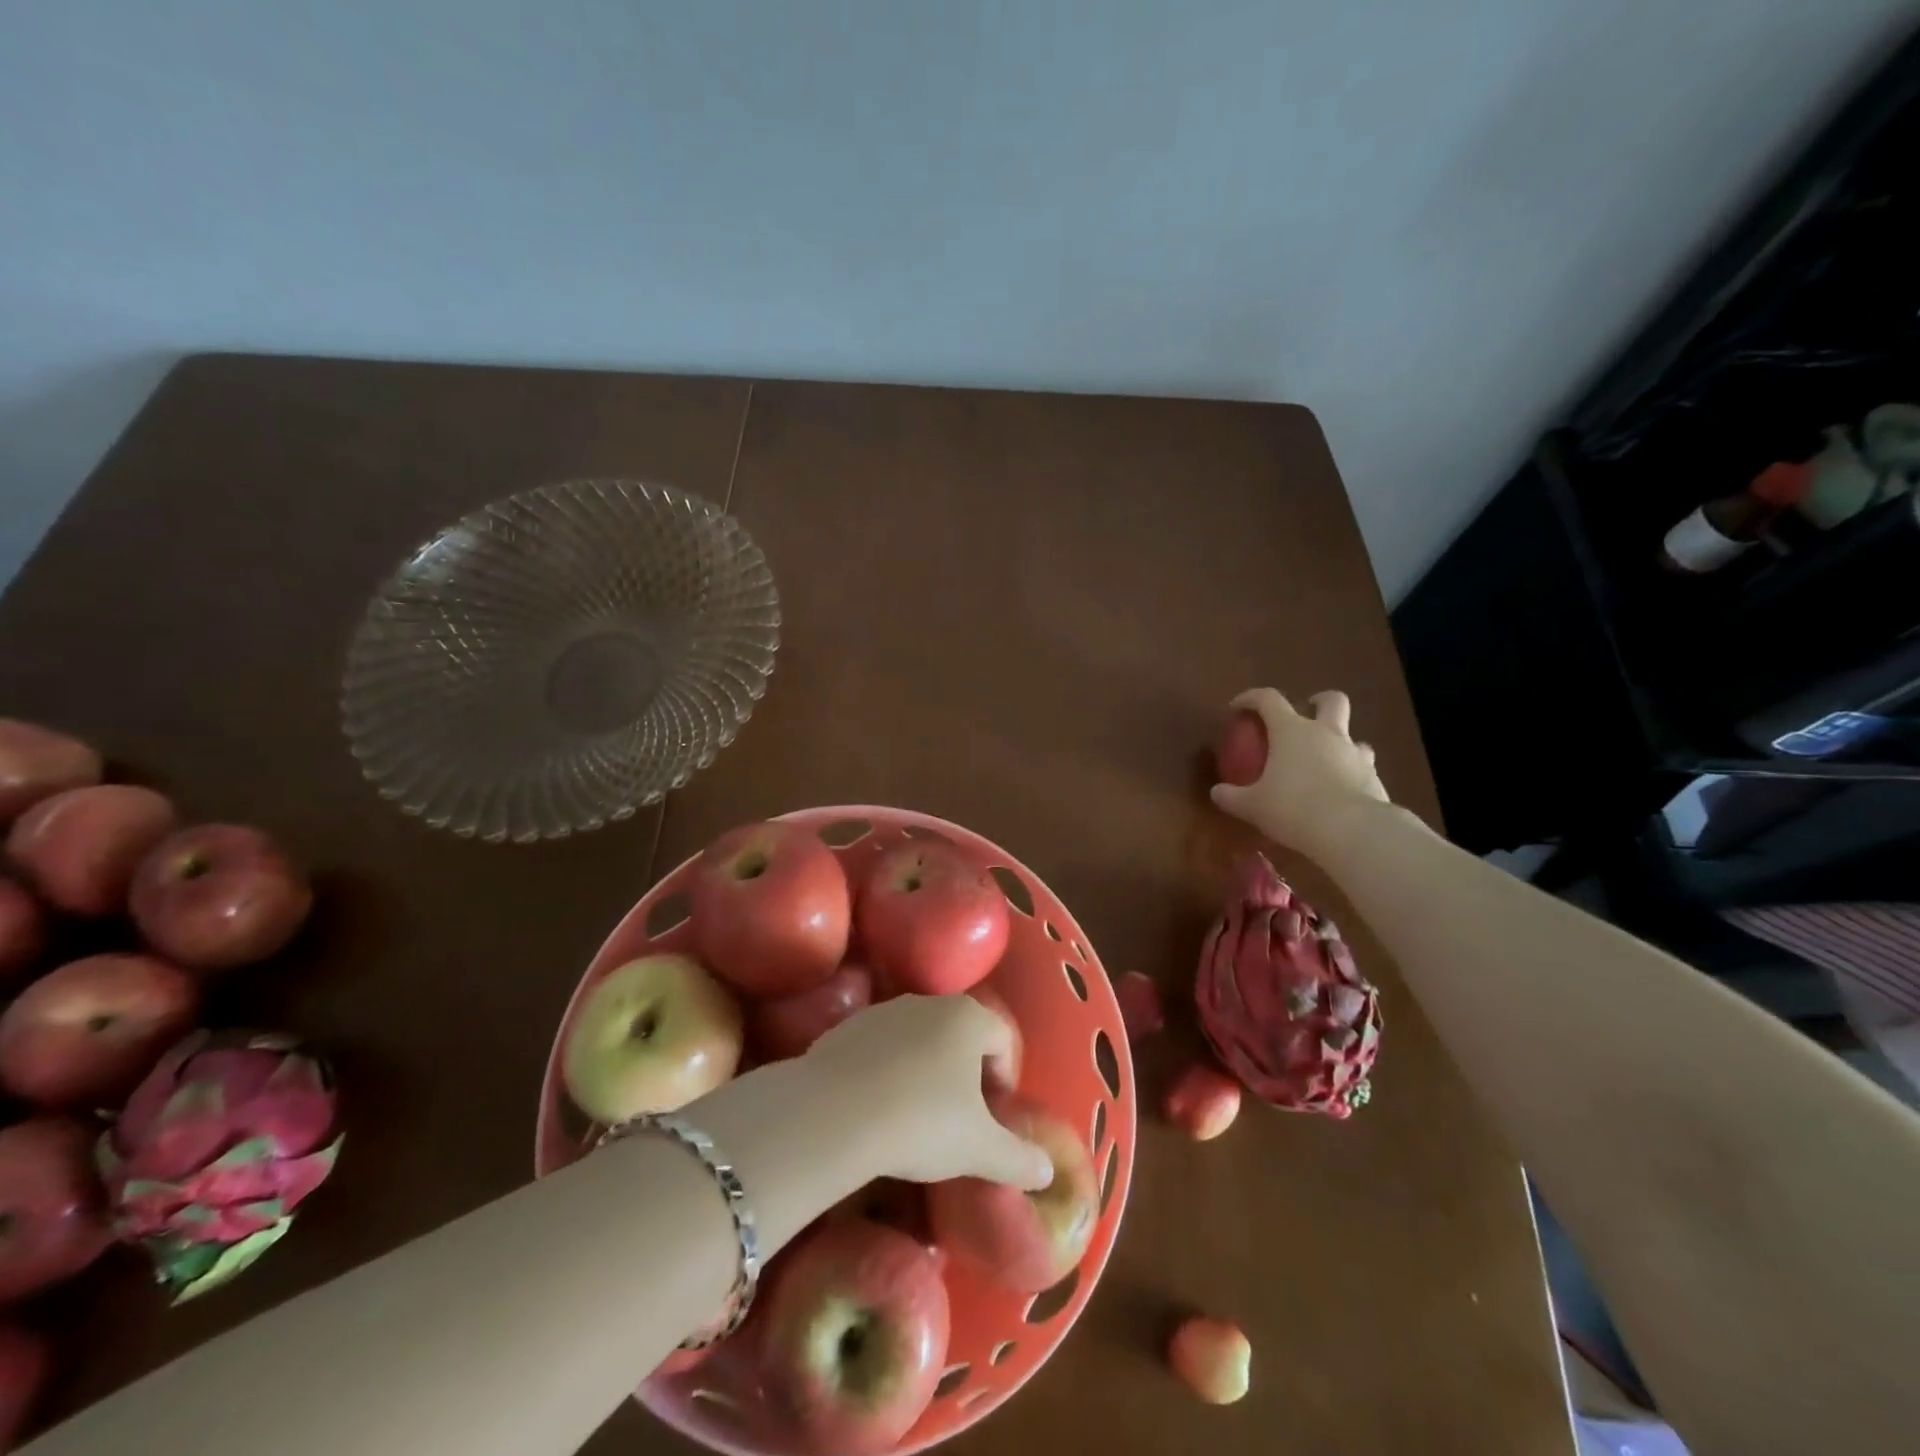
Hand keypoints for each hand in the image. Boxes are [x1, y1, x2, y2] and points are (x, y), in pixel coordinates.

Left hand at [801, 995, 1052, 1190]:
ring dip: (924, 1069)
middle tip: (960, 1117)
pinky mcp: (846, 1027)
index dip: (1005, 1076)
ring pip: (917, 1038)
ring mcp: (884, 1011)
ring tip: (915, 1115)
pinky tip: (877, 1108)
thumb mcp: (979, 1149)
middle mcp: (928, 1002)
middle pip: (960, 1033)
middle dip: (965, 1071)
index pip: (1002, 1038)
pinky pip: (880, 1047)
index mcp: (967, 1018)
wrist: (836, 1113)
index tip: (994, 1114)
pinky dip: (886, 1071)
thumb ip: (1018, 1158)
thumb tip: (1045, 1171)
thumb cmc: (922, 1122)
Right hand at [1210, 688, 1389, 852]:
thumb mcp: (1252, 806)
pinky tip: (1339, 794)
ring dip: (1338, 742)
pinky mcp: (1375, 778)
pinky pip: (1362, 767)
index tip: (1237, 708)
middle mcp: (1326, 734)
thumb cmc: (1293, 808)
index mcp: (1292, 731)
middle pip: (1331, 701)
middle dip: (1319, 701)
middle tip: (1306, 714)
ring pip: (1352, 736)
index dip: (1250, 698)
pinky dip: (1350, 773)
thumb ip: (1232, 797)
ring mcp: (1355, 754)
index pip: (1268, 699)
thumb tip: (1217, 793)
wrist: (1352, 831)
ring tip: (1323, 762)